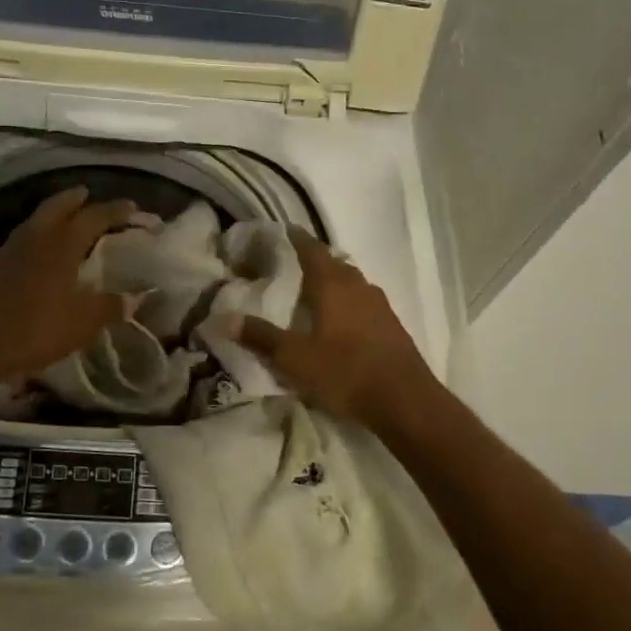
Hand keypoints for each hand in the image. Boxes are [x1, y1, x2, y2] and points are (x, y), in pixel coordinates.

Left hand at [0, 187, 130, 385]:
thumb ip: (110, 306)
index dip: (115, 210)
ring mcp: (11, 249)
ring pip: (38, 219)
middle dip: (76, 198)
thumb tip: (135, 297)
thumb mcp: (82, 322)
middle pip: (58, 205)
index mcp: (62, 244)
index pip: (94, 216)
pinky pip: (24, 237)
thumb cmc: (34, 328)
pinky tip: (42, 250)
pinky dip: (39, 233)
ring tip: (68, 219)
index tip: (133, 208)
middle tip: (89, 195)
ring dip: (55, 212)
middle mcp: (37, 237)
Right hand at [226, 228, 437, 424]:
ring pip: (352, 282)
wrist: (405, 400)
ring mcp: (379, 304)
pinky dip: (349, 301)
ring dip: (333, 281)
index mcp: (332, 285)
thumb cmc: (345, 372)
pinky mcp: (392, 325)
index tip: (285, 230)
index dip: (297, 238)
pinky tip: (341, 320)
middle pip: (334, 263)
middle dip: (314, 260)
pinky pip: (364, 301)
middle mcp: (357, 286)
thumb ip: (261, 337)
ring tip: (314, 291)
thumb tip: (224, 319)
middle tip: (292, 265)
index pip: (311, 250)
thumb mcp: (295, 358)